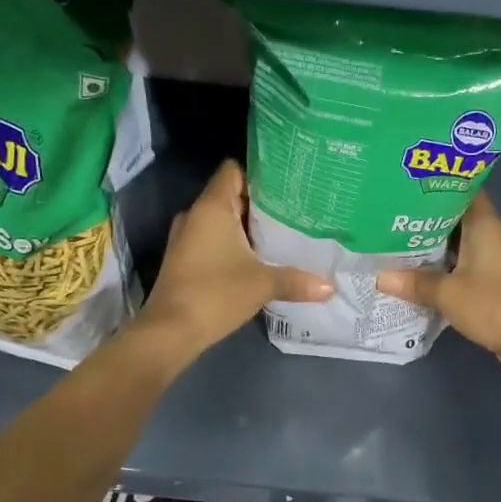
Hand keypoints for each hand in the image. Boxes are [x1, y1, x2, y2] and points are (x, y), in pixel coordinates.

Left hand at [139, 161, 332, 356]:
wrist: (170, 331)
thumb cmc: (215, 294)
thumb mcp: (263, 284)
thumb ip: (297, 280)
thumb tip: (330, 287)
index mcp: (213, 207)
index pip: (234, 170)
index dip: (259, 172)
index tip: (288, 182)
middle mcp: (196, 215)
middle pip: (232, 194)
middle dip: (261, 201)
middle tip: (296, 207)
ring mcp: (187, 237)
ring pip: (223, 219)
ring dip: (248, 225)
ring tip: (284, 230)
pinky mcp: (186, 258)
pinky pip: (214, 238)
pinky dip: (235, 242)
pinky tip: (260, 256)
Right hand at [375, 195, 500, 361]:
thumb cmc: (491, 304)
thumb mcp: (447, 293)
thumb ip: (414, 282)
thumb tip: (379, 277)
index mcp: (483, 224)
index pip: (462, 188)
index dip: (437, 182)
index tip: (409, 181)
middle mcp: (489, 233)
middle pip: (455, 213)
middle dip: (426, 212)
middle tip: (392, 209)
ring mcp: (490, 255)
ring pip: (456, 238)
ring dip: (431, 238)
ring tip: (396, 233)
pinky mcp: (489, 275)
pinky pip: (459, 258)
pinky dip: (440, 259)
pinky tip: (415, 264)